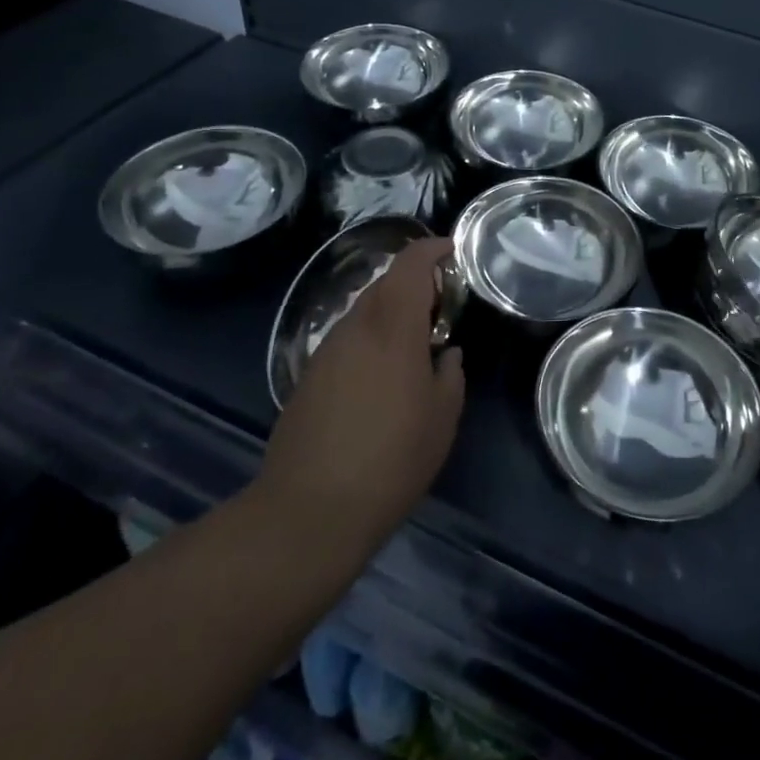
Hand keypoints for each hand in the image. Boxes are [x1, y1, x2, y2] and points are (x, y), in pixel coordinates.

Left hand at [256, 238, 464, 553]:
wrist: (308, 511)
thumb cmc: (391, 459)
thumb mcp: (442, 417)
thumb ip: (451, 374)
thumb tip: (447, 355)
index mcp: (393, 327)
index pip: (410, 264)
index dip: (431, 248)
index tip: (450, 250)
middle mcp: (356, 326)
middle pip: (385, 283)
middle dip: (414, 283)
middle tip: (440, 306)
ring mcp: (327, 350)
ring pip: (364, 311)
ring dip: (390, 313)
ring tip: (413, 344)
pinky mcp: (309, 376)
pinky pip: (347, 339)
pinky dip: (370, 339)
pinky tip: (380, 377)